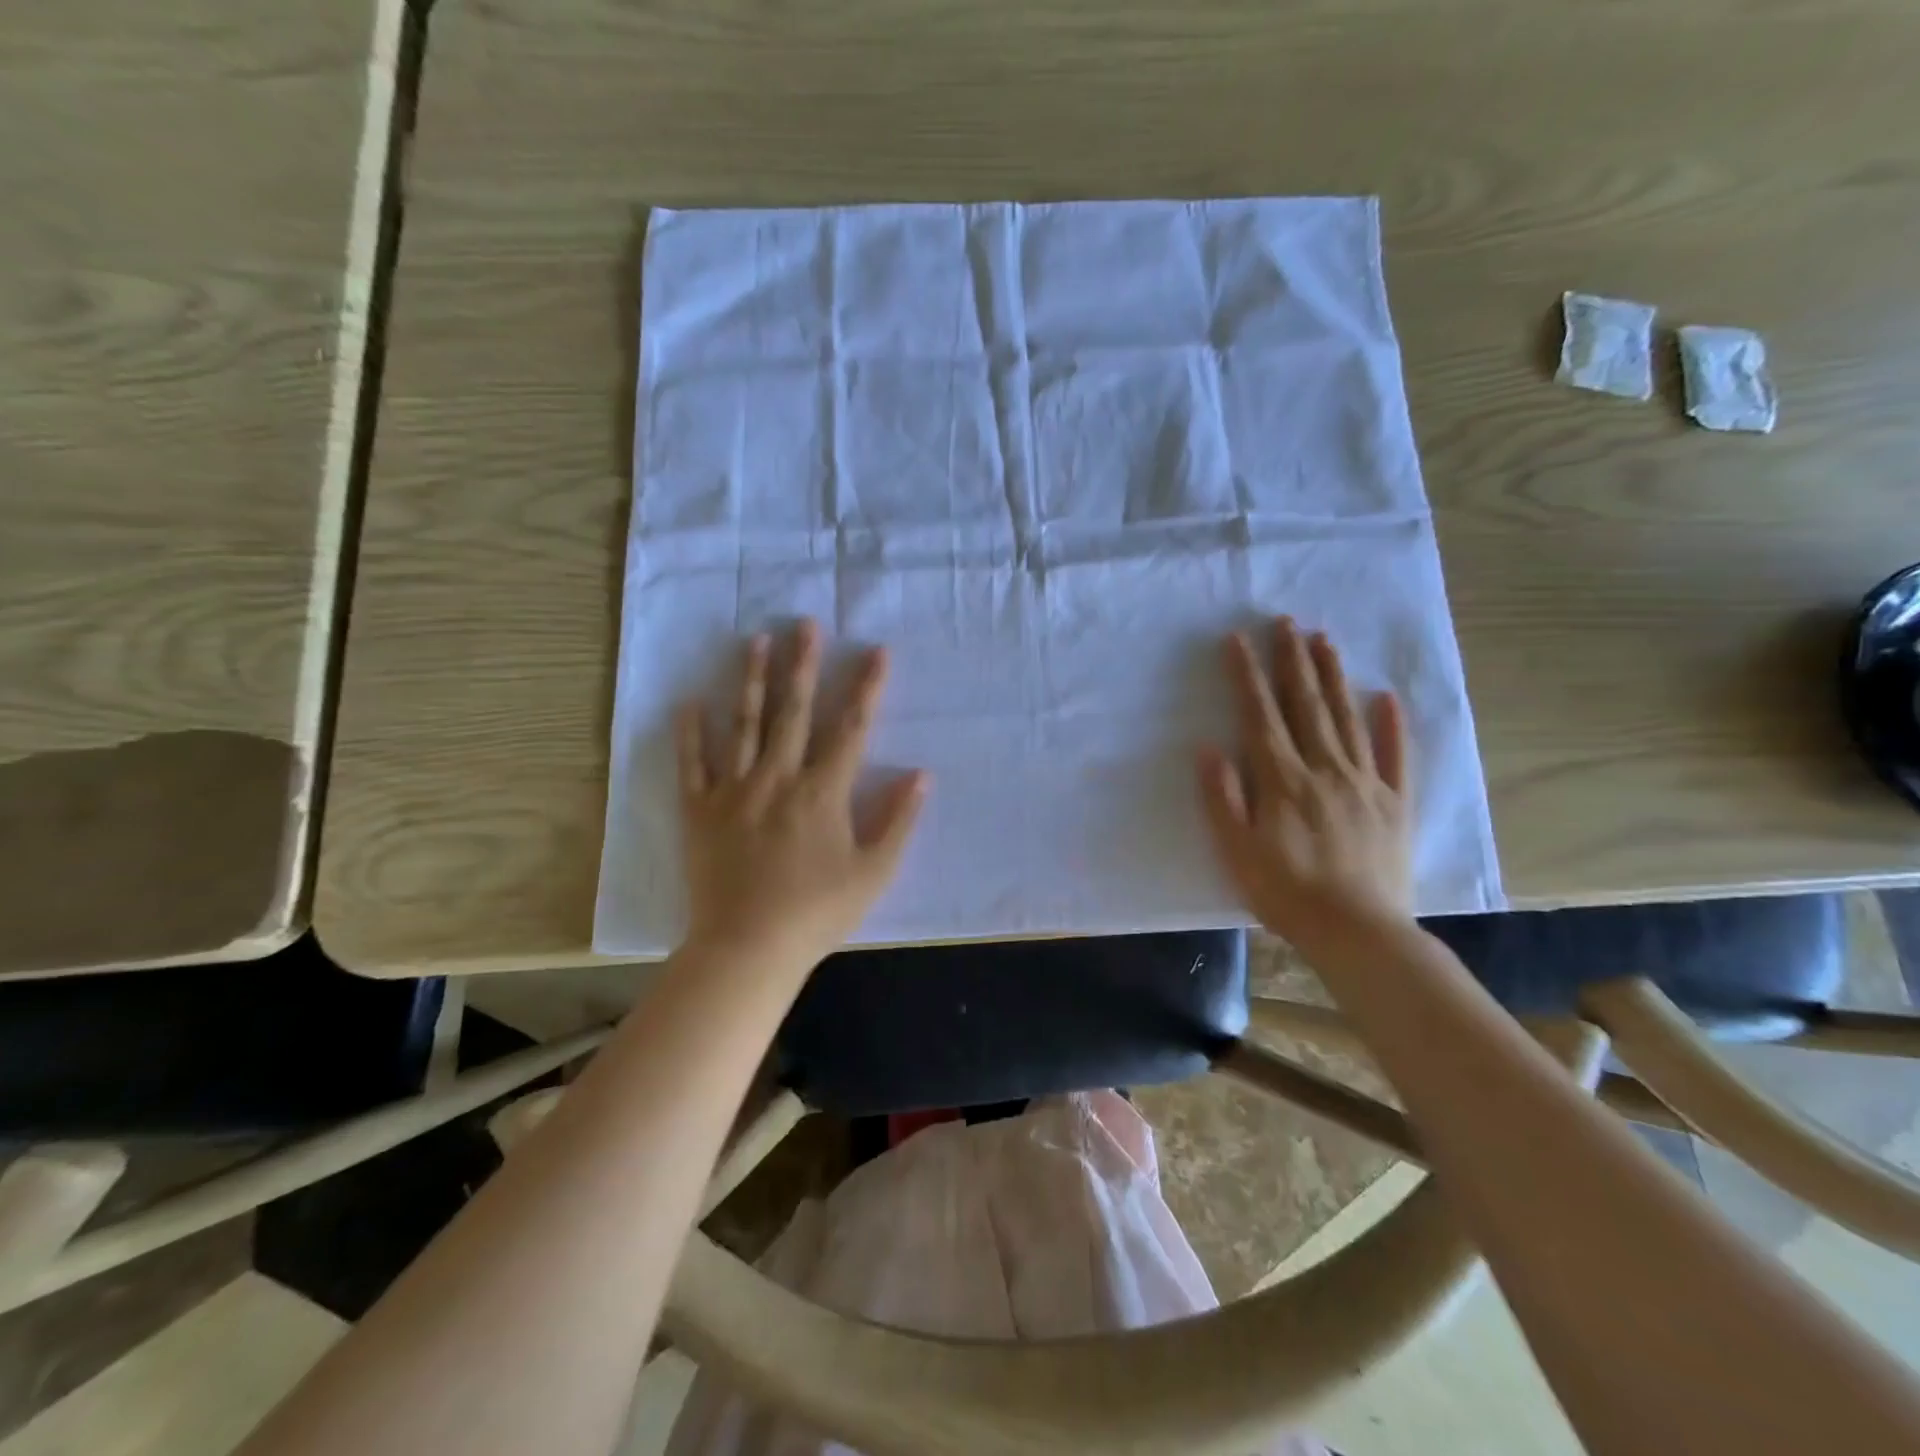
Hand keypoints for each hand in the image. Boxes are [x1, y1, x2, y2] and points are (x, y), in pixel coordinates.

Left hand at [676, 620, 927, 973]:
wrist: (748, 948)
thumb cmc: (817, 913)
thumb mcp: (873, 872)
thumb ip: (898, 820)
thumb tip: (921, 775)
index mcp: (822, 792)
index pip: (850, 728)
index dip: (865, 687)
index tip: (875, 651)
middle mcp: (778, 778)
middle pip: (793, 711)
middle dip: (803, 664)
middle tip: (805, 623)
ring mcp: (734, 791)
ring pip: (744, 724)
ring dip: (752, 680)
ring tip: (755, 640)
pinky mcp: (699, 811)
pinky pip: (692, 764)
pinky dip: (690, 733)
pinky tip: (690, 701)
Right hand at [1197, 617, 1413, 950]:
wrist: (1358, 932)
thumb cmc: (1286, 893)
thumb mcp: (1237, 851)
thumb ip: (1223, 798)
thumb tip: (1210, 748)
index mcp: (1283, 780)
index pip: (1261, 716)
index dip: (1248, 676)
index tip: (1239, 640)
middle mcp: (1325, 769)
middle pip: (1306, 705)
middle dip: (1293, 660)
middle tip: (1287, 621)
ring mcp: (1365, 783)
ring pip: (1346, 718)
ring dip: (1334, 677)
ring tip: (1325, 641)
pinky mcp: (1394, 802)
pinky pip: (1395, 756)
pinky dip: (1390, 725)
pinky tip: (1385, 697)